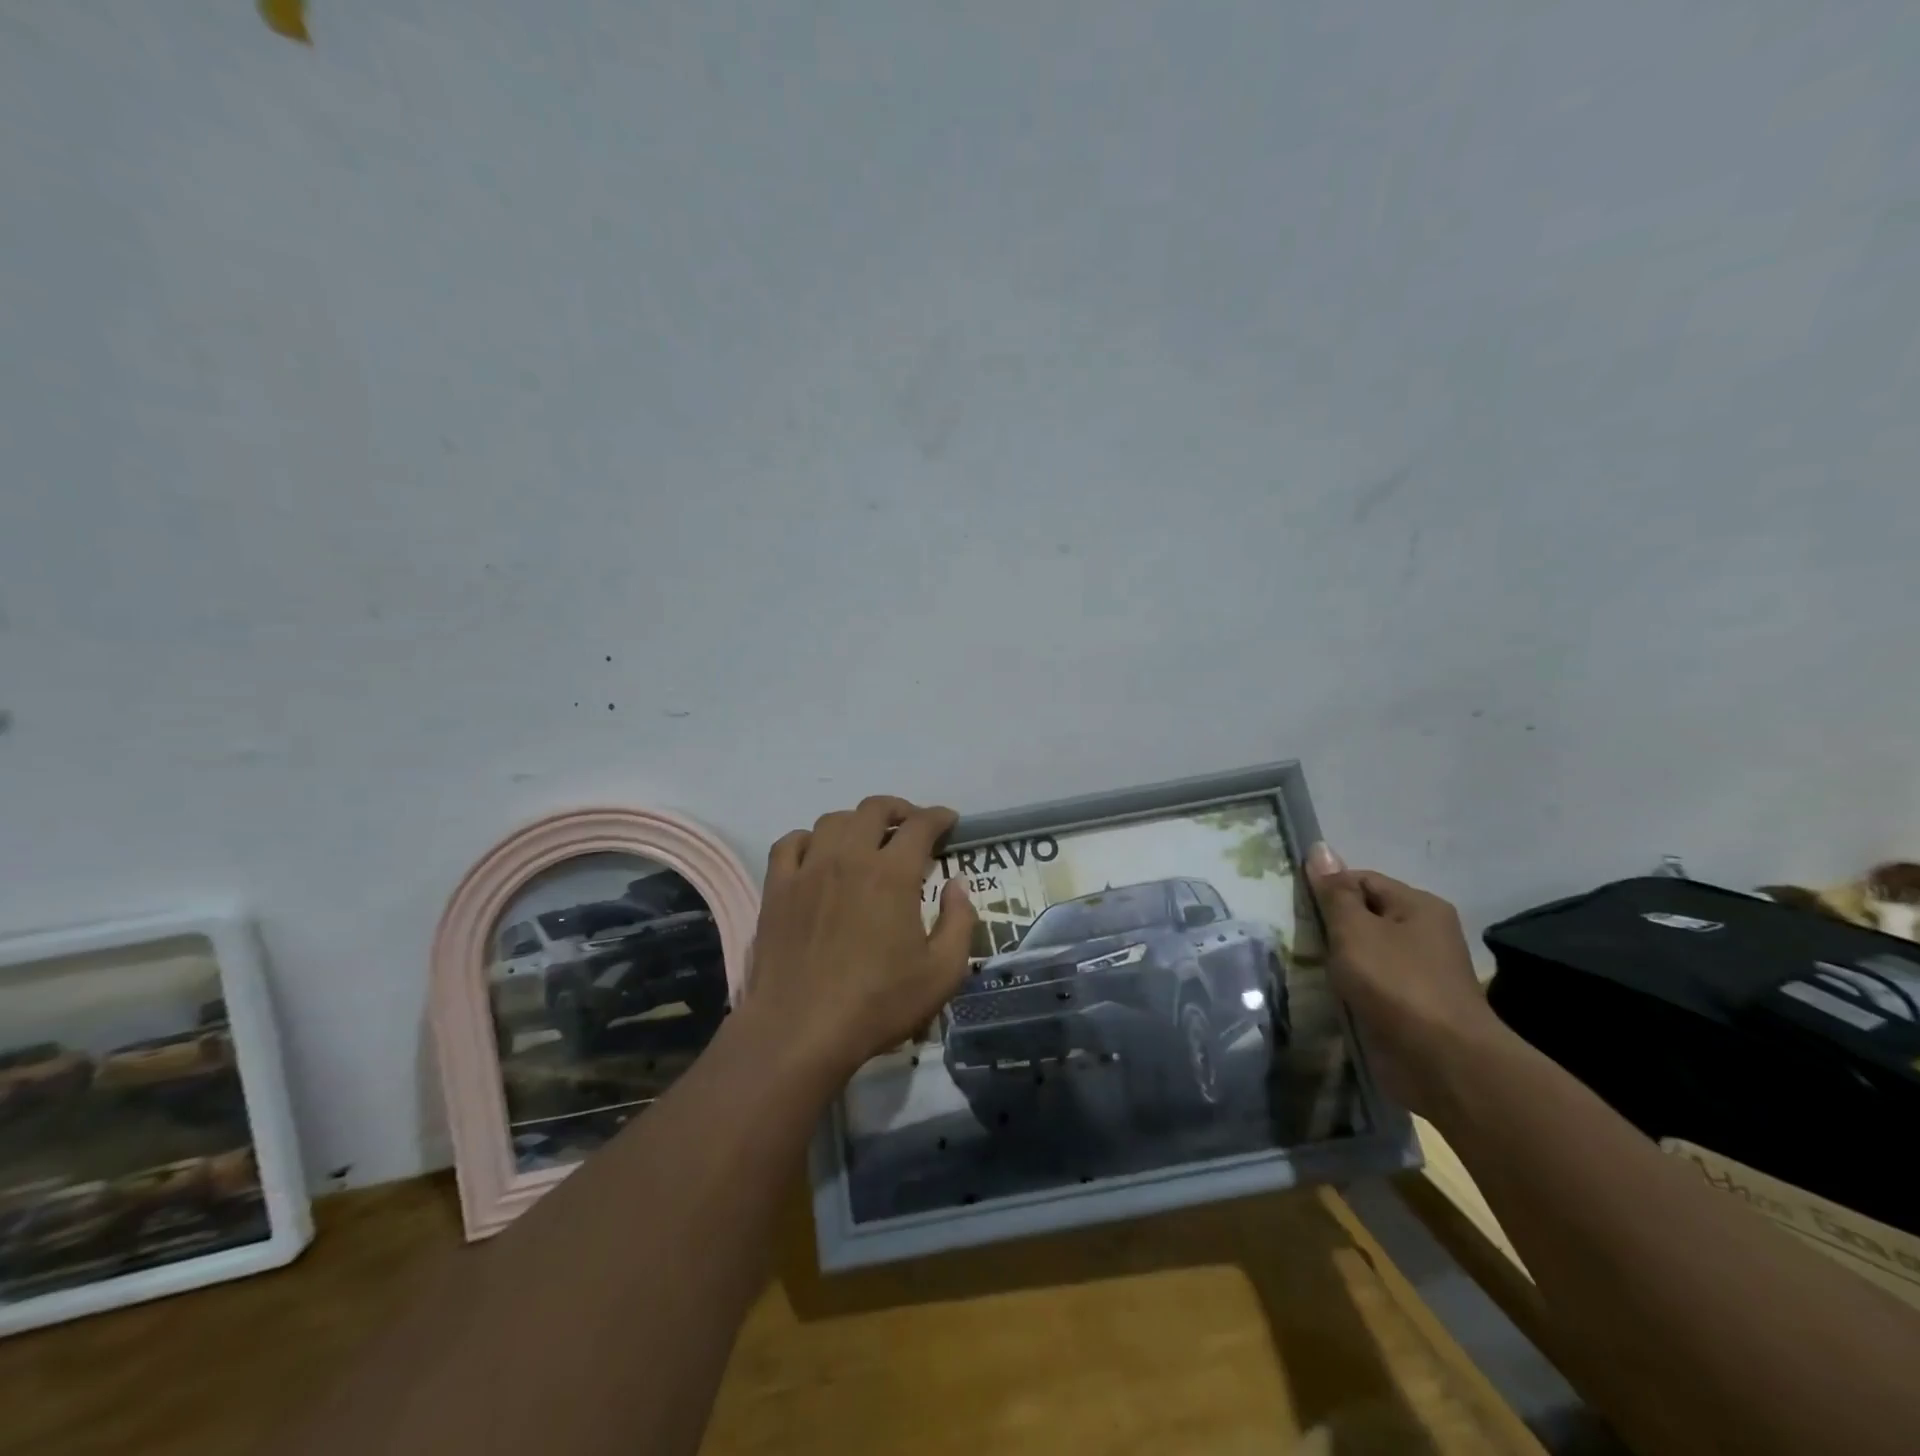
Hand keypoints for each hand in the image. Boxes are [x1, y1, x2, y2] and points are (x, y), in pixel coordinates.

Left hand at [747, 796, 977, 1082]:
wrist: (799, 1031)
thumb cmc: (877, 1004)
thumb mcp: (942, 973)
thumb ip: (959, 922)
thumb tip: (957, 885)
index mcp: (892, 874)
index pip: (920, 825)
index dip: (939, 816)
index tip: (948, 820)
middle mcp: (849, 858)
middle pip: (874, 809)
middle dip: (899, 809)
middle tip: (911, 824)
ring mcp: (808, 870)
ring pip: (832, 820)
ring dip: (856, 821)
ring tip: (867, 838)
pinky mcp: (777, 889)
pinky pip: (790, 843)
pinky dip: (809, 839)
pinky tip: (818, 854)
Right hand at [1305, 842, 1503, 1115]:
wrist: (1443, 1062)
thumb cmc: (1397, 983)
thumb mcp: (1355, 930)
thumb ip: (1334, 892)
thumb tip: (1320, 847)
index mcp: (1419, 906)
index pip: (1362, 880)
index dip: (1328, 889)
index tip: (1296, 907)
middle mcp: (1425, 934)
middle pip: (1365, 916)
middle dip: (1330, 926)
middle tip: (1295, 935)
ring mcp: (1420, 973)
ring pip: (1366, 953)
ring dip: (1338, 960)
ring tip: (1304, 964)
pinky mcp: (1412, 1007)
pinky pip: (1373, 985)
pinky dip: (1351, 986)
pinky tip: (1326, 992)